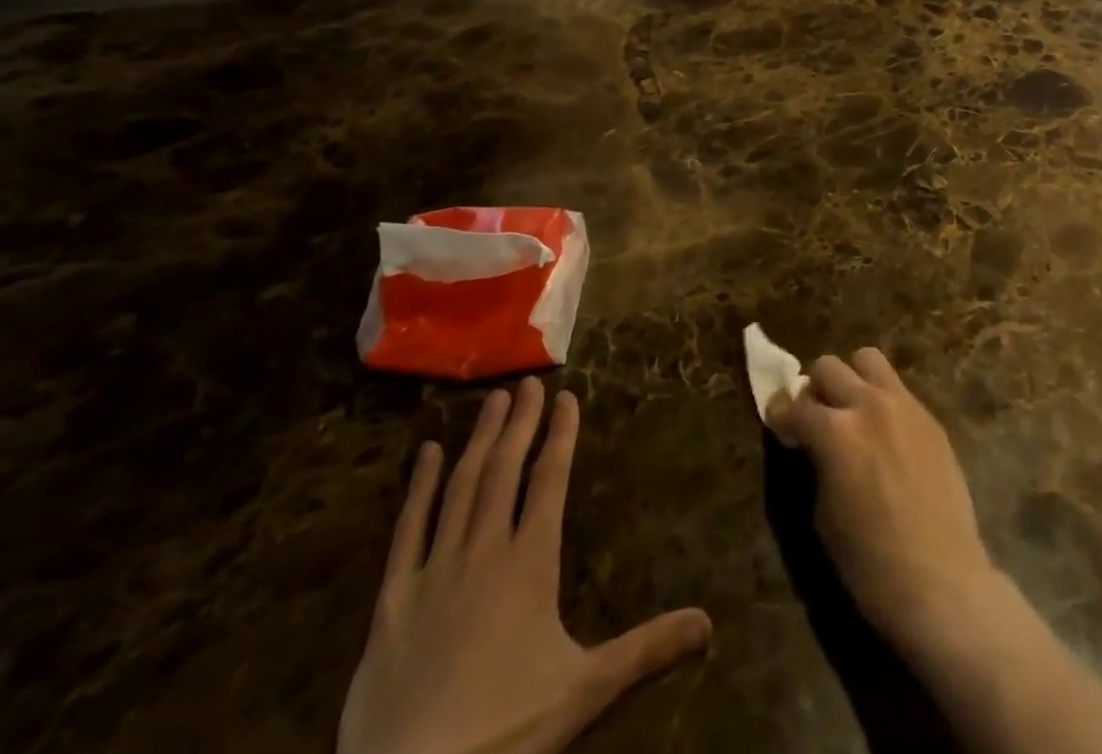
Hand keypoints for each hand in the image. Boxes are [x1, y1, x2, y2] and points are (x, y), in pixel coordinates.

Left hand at [339, 382, 712, 753]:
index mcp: (530, 562)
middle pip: (505, 470)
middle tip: (528, 382)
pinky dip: (418, 488)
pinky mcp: (392, 599)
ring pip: (461, 487)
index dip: (561, 436)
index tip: (567, 396)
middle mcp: (484, 550)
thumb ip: (646, 650)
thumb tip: (710, 624)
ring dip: (479, 440)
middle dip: (520, 422)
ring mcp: (434, 570)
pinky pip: (407, 531)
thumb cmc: (506, 729)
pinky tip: (426, 454)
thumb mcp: (585, 690)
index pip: (551, 480)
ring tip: (491, 400)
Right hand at [767, 349, 1003, 658]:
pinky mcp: (930, 417)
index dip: (781, 414)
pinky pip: (898, 388)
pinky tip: (885, 434)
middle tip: (816, 418)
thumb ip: (816, 463)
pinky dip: (882, 399)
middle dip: (814, 389)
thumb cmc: (871, 564)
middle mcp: (868, 405)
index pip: (795, 404)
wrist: (942, 582)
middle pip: (828, 366)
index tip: (779, 424)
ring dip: (851, 378)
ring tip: (852, 411)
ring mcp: (904, 405)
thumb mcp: (824, 515)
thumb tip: (813, 443)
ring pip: (867, 359)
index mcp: (835, 432)